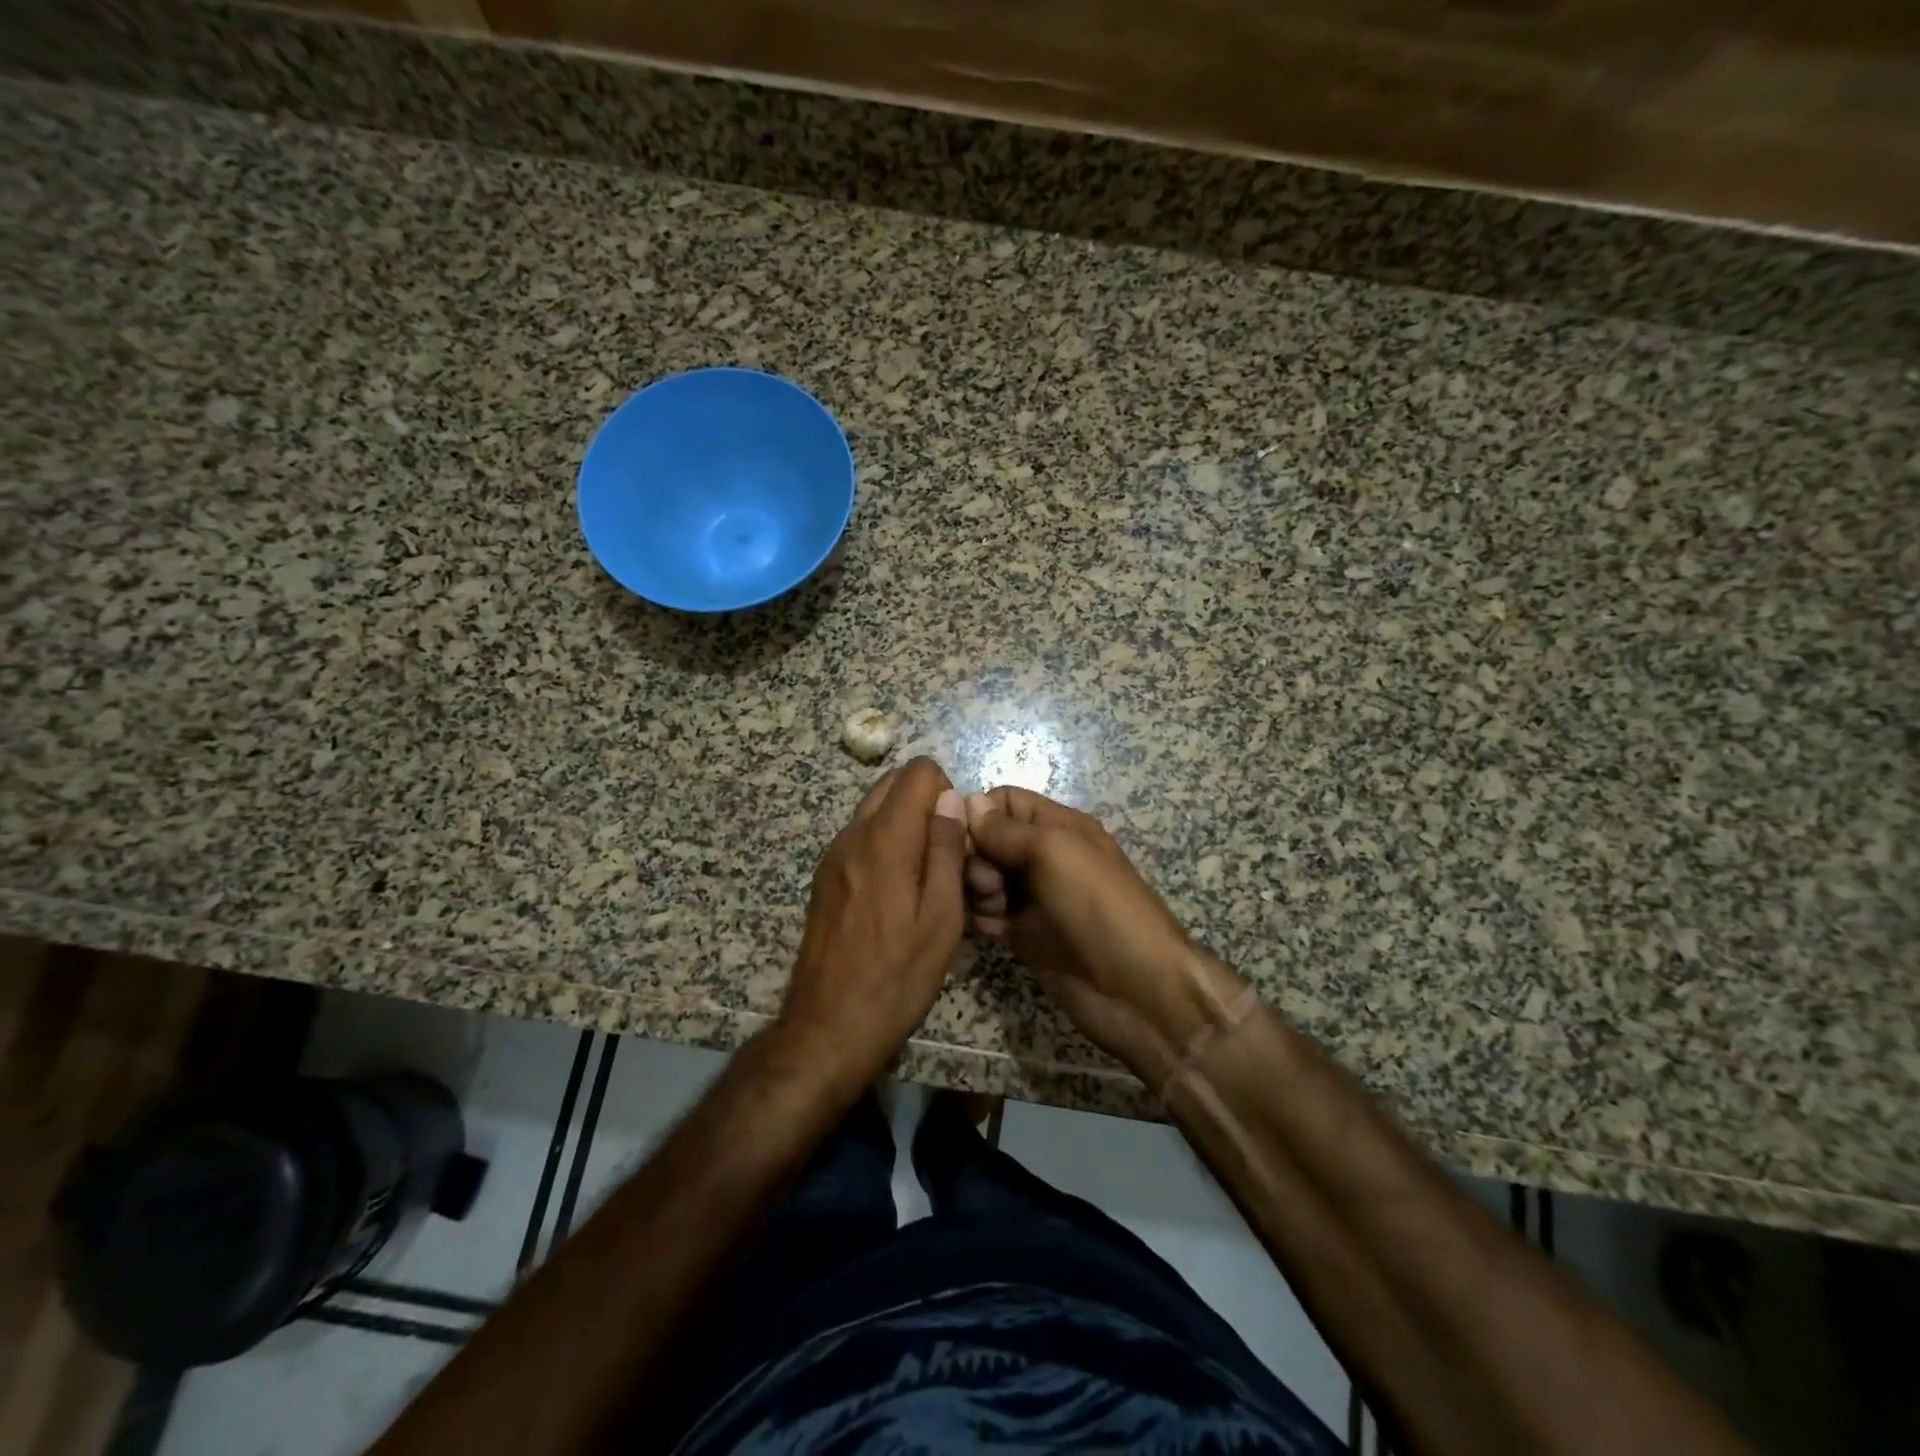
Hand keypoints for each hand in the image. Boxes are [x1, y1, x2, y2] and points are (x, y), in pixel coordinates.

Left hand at [779, 757, 968, 1090]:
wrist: (827, 1028)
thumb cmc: (897, 977)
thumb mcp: (941, 918)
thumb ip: (946, 850)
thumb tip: (950, 798)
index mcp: (884, 840)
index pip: (918, 772)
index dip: (947, 792)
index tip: (957, 836)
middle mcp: (852, 836)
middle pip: (892, 784)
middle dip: (927, 803)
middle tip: (947, 854)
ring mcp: (833, 857)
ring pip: (875, 810)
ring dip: (906, 824)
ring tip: (925, 878)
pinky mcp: (825, 879)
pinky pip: (861, 838)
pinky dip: (885, 844)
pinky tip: (897, 895)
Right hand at [965, 787, 1241, 1079]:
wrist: (1137, 991)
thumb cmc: (1100, 907)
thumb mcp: (1055, 852)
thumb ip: (1007, 829)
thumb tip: (967, 801)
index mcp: (1058, 827)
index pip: (1004, 802)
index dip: (978, 814)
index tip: (963, 838)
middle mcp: (1043, 857)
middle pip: (987, 841)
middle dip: (974, 856)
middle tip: (988, 884)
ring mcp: (1033, 898)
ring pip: (982, 879)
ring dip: (975, 890)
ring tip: (993, 911)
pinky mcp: (1024, 936)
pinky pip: (987, 916)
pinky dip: (980, 920)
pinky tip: (990, 932)